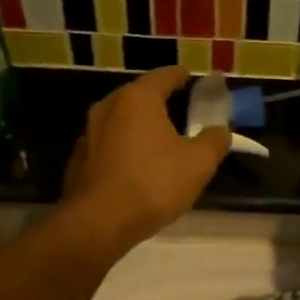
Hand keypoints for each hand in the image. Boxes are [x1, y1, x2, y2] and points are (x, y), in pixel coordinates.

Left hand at [58, 67, 228, 256]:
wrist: (98, 223)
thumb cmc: (153, 184)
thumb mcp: (198, 164)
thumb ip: (214, 141)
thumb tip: (220, 131)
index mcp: (138, 99)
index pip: (163, 77)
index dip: (180, 76)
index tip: (190, 77)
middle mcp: (108, 107)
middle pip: (138, 97)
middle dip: (159, 102)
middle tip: (179, 111)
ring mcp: (88, 134)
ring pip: (121, 122)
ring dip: (140, 128)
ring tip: (159, 142)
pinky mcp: (79, 161)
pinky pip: (109, 146)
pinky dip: (125, 150)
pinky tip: (137, 168)